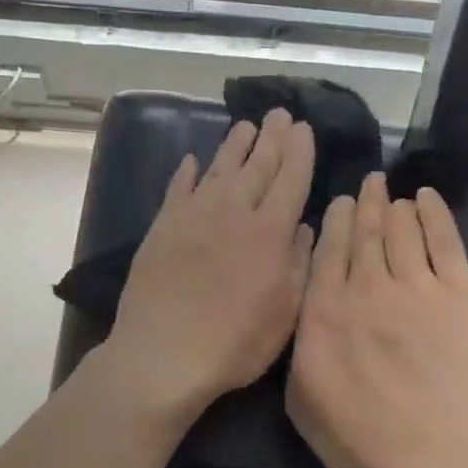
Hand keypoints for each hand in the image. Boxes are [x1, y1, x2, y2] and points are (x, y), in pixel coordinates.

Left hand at [106, 109, 314, 417]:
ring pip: (219, 169)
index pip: (291, 179)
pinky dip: (188, 172)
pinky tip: (193, 160)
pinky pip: (178, 189)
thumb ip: (299, 264)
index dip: (299, 152)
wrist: (164, 352)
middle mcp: (234, 212)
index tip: (304, 129)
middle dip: (272, 138)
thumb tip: (305, 227)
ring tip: (246, 126)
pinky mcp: (163, 227)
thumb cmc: (234, 342)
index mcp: (270, 232)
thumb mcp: (285, 313)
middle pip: (257, 165)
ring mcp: (194, 216)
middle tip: (280, 114)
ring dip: (235, 146)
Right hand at [286, 174, 467, 467]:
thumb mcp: (301, 403)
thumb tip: (306, 323)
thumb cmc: (360, 439)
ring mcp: (416, 287)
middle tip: (370, 182)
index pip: (328, 252)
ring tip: (395, 194)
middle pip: (365, 233)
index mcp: (323, 311)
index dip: (335, 222)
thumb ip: (299, 353)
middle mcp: (366, 287)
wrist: (434, 451)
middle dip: (366, 203)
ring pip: (402, 230)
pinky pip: (445, 241)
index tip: (340, 203)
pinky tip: (427, 199)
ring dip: (396, 207)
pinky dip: (435, 215)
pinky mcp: (459, 294)